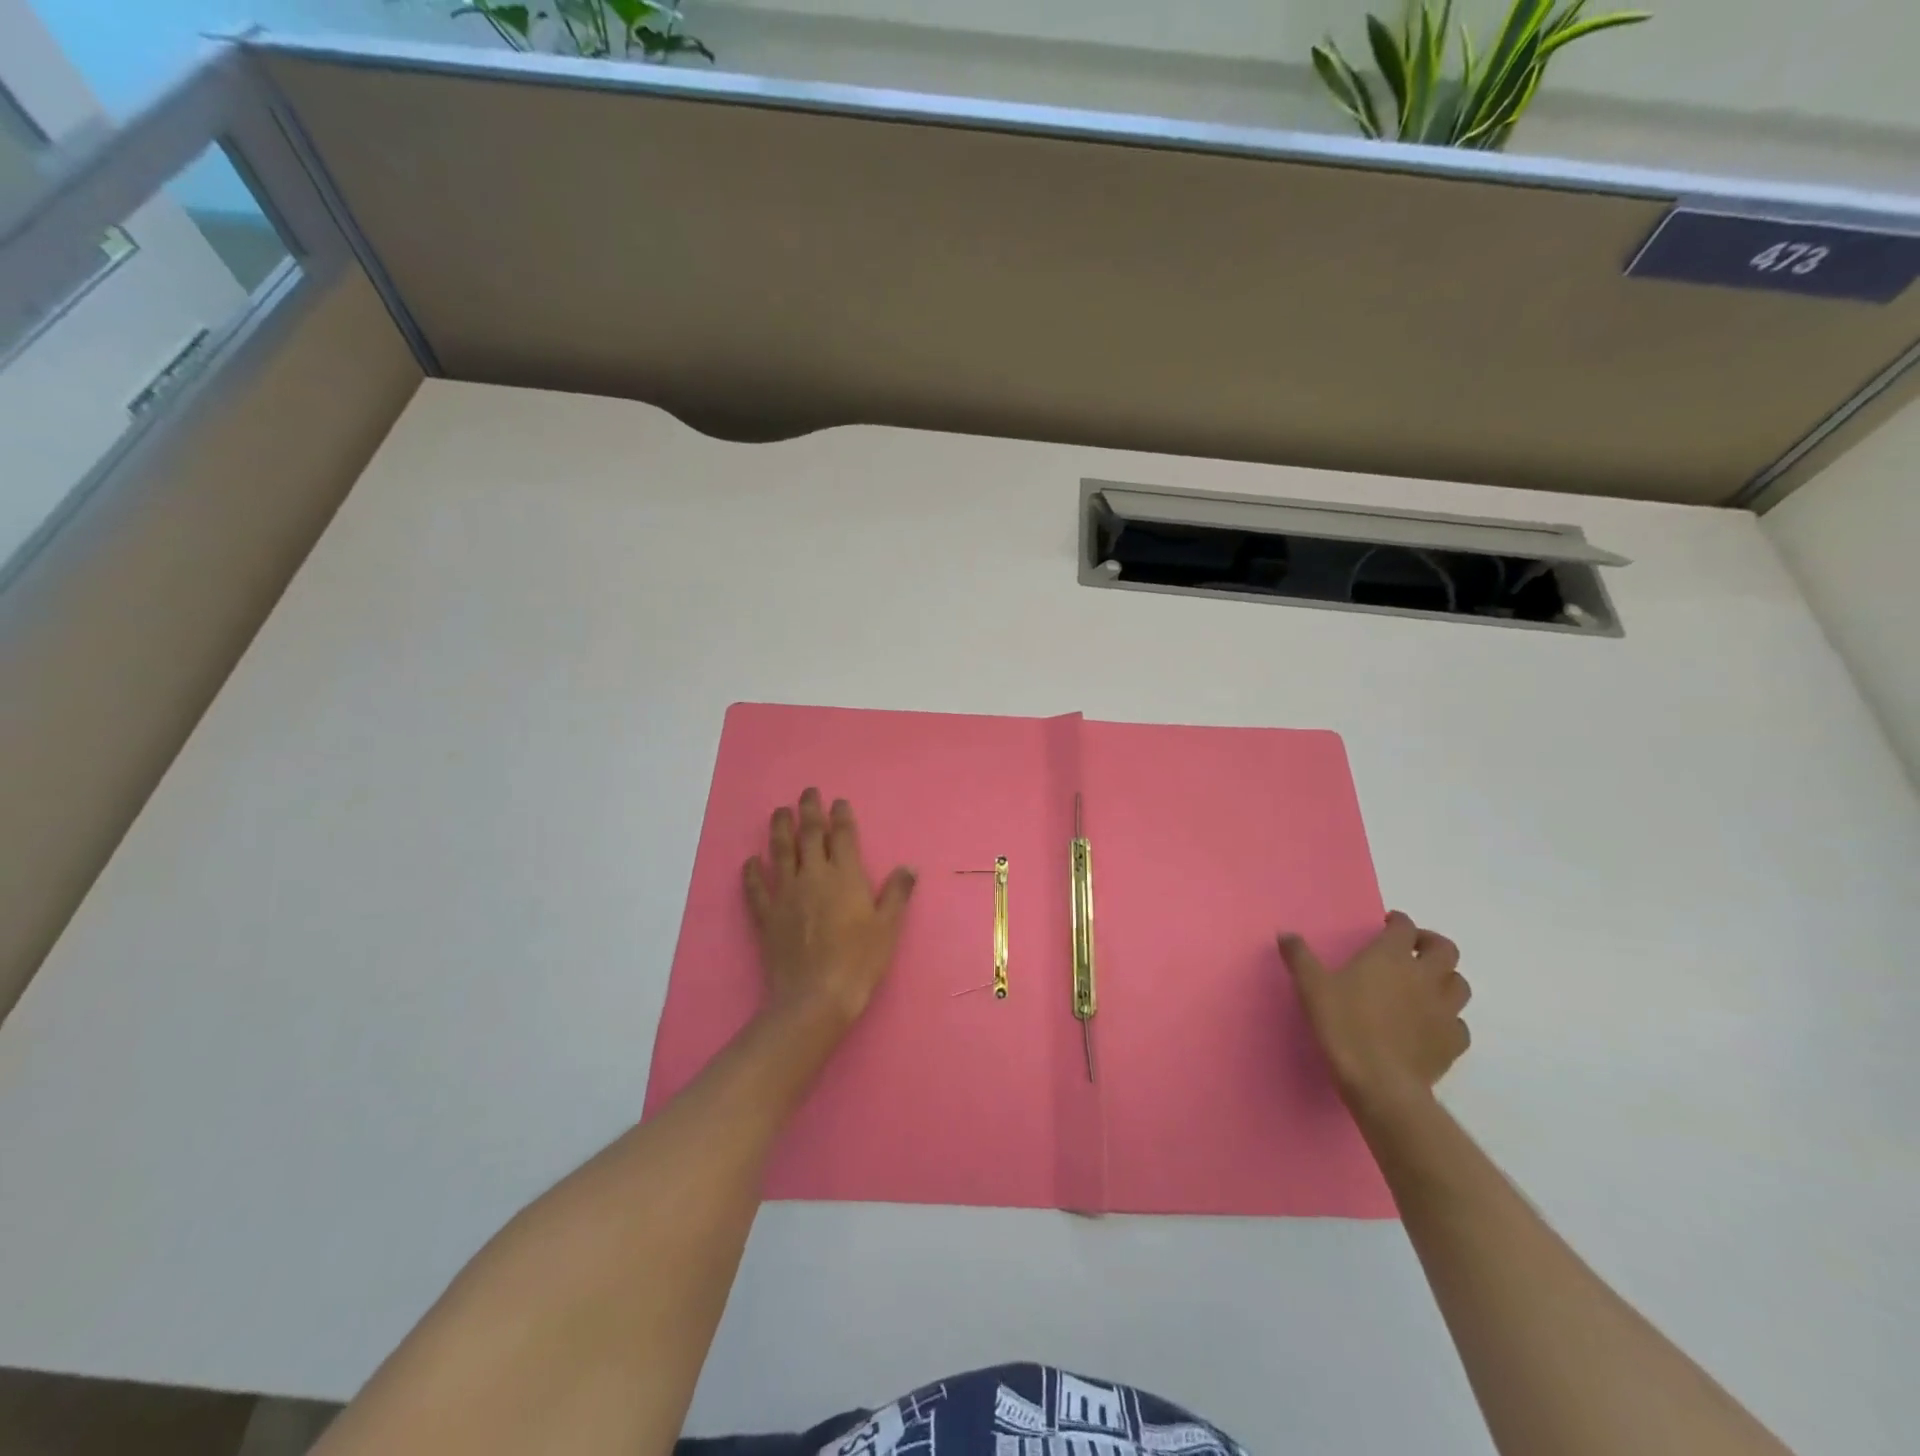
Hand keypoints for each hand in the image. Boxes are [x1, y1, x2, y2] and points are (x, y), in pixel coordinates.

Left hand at [743, 789, 915, 1027]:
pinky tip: (751, 860)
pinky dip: (752, 871)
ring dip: (780, 828)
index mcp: (845, 876)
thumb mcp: (888, 927)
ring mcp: (786, 893)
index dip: (840, 815)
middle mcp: (813, 876)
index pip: (842, 835)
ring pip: (780, 851)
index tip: (838, 801)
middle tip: (807, 793)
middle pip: (809, 834)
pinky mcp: (766, 915)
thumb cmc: (859, 961)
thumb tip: (909, 867)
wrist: (815, 996)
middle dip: (809, 810)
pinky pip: (756, 887)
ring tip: (780, 811)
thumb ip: (897, 893)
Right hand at [1279, 911, 1470, 1116]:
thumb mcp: (1311, 986)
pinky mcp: (1453, 1041)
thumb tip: (1286, 934)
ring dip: (1445, 978)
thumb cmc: (1343, 1024)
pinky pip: (1459, 1023)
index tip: (1388, 924)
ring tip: (1426, 984)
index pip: (1405, 927)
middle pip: (1445, 949)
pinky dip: (1449, 1018)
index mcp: (1391, 956)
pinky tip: (1432, 1024)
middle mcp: (1424, 976)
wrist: (1379, 1080)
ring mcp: (1444, 1010)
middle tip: (1413, 949)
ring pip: (1459, 984)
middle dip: (1431, 943)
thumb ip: (1299, 956)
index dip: (1399, 921)